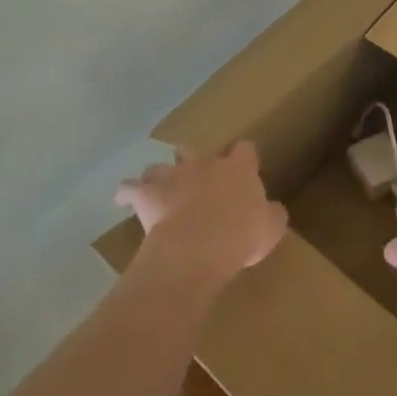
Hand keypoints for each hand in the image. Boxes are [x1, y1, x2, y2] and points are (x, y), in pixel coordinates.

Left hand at [117, 141, 288, 288]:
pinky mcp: (147, 194)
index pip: (245, 149)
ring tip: (159, 187)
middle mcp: (204, 164)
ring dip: (160, 175)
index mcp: (238, 169)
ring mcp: (173, 176)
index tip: (244, 167)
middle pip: (195, 150)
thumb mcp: (271, 228)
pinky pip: (130, 188)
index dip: (244, 157)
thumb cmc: (241, 235)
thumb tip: (272, 209)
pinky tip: (124, 199)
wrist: (199, 246)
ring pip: (161, 165)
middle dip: (194, 161)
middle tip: (197, 180)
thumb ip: (272, 214)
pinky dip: (127, 193)